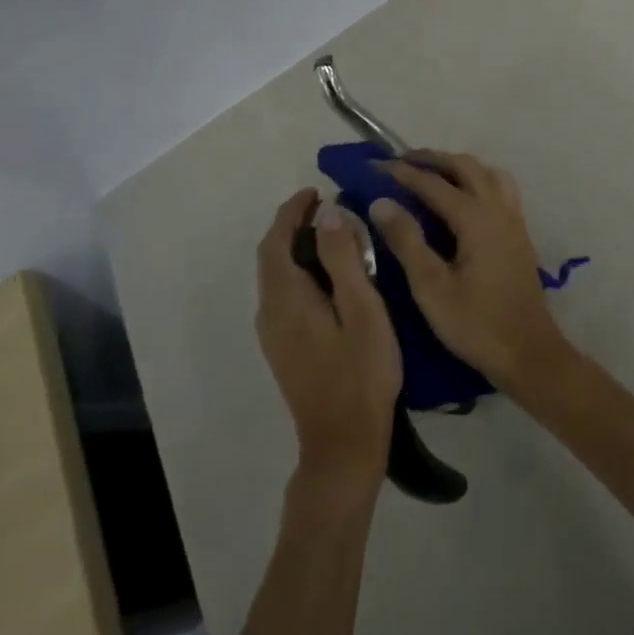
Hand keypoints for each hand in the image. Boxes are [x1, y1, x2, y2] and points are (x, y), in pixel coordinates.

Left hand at [255, 189, 401, 495]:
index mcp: (287, 299)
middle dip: (292, 226)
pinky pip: (284, 294)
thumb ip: (344, 259)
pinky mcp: (284, 349)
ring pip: (277, 277)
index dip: (292, 212)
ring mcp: (274, 334)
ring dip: (296, 248)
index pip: (277, 241)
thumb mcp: (362, 309)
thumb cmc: (361, 372)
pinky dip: (300, 271)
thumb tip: (329, 213)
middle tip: (328, 207)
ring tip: (333, 233)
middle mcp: (271, 312)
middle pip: (272, 257)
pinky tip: (329, 276)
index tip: (315, 191)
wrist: (343, 443)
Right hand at [370, 151, 573, 395]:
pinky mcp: (520, 233)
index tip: (375, 166)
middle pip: (465, 166)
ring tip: (433, 173)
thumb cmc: (475, 324)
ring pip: (487, 173)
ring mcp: (514, 219)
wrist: (528, 352)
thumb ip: (406, 240)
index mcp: (476, 218)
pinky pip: (499, 188)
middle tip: (402, 161)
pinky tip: (464, 198)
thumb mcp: (431, 287)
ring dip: (459, 166)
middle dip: (433, 159)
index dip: (402, 172)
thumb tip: (381, 202)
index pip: (433, 183)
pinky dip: (478, 179)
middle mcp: (498, 209)